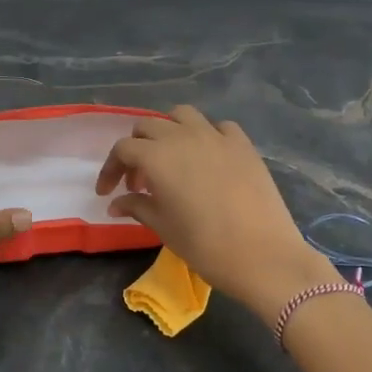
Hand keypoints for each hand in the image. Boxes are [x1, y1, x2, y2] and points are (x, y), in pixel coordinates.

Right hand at [96, 105, 337, 323]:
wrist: (263, 255)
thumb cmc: (205, 245)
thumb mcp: (163, 227)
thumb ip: (137, 207)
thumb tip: (116, 203)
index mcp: (157, 157)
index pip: (123, 149)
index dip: (110, 169)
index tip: (108, 192)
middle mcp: (183, 136)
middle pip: (148, 127)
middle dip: (136, 150)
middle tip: (138, 182)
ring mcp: (216, 136)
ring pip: (182, 116)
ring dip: (168, 131)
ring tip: (170, 158)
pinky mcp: (243, 144)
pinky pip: (218, 127)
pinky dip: (206, 135)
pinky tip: (207, 158)